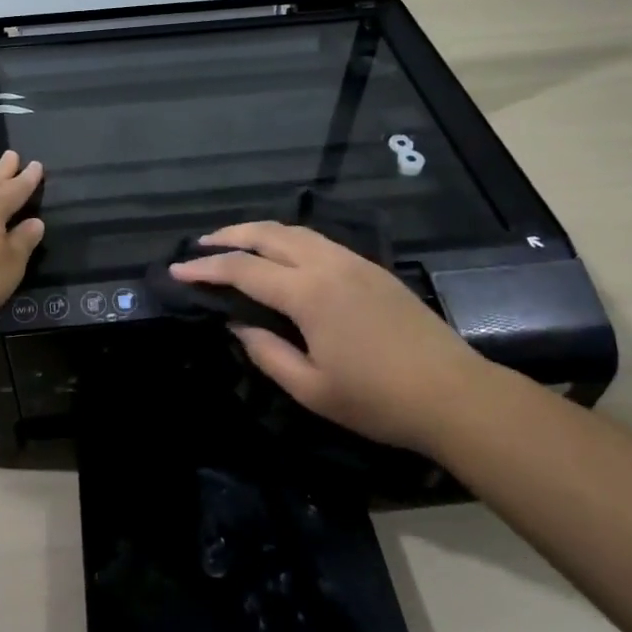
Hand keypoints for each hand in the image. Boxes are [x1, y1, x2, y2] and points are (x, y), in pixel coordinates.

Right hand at [170, 221, 487, 453]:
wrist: (454, 395)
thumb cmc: (378, 400)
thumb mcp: (312, 388)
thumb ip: (266, 352)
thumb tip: (237, 323)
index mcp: (308, 294)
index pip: (244, 270)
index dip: (206, 268)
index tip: (177, 270)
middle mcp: (327, 265)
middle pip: (267, 234)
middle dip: (229, 236)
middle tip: (200, 246)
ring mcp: (352, 261)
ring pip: (295, 230)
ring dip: (259, 232)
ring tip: (235, 243)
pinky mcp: (371, 268)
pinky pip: (318, 240)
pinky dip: (287, 239)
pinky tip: (282, 255)